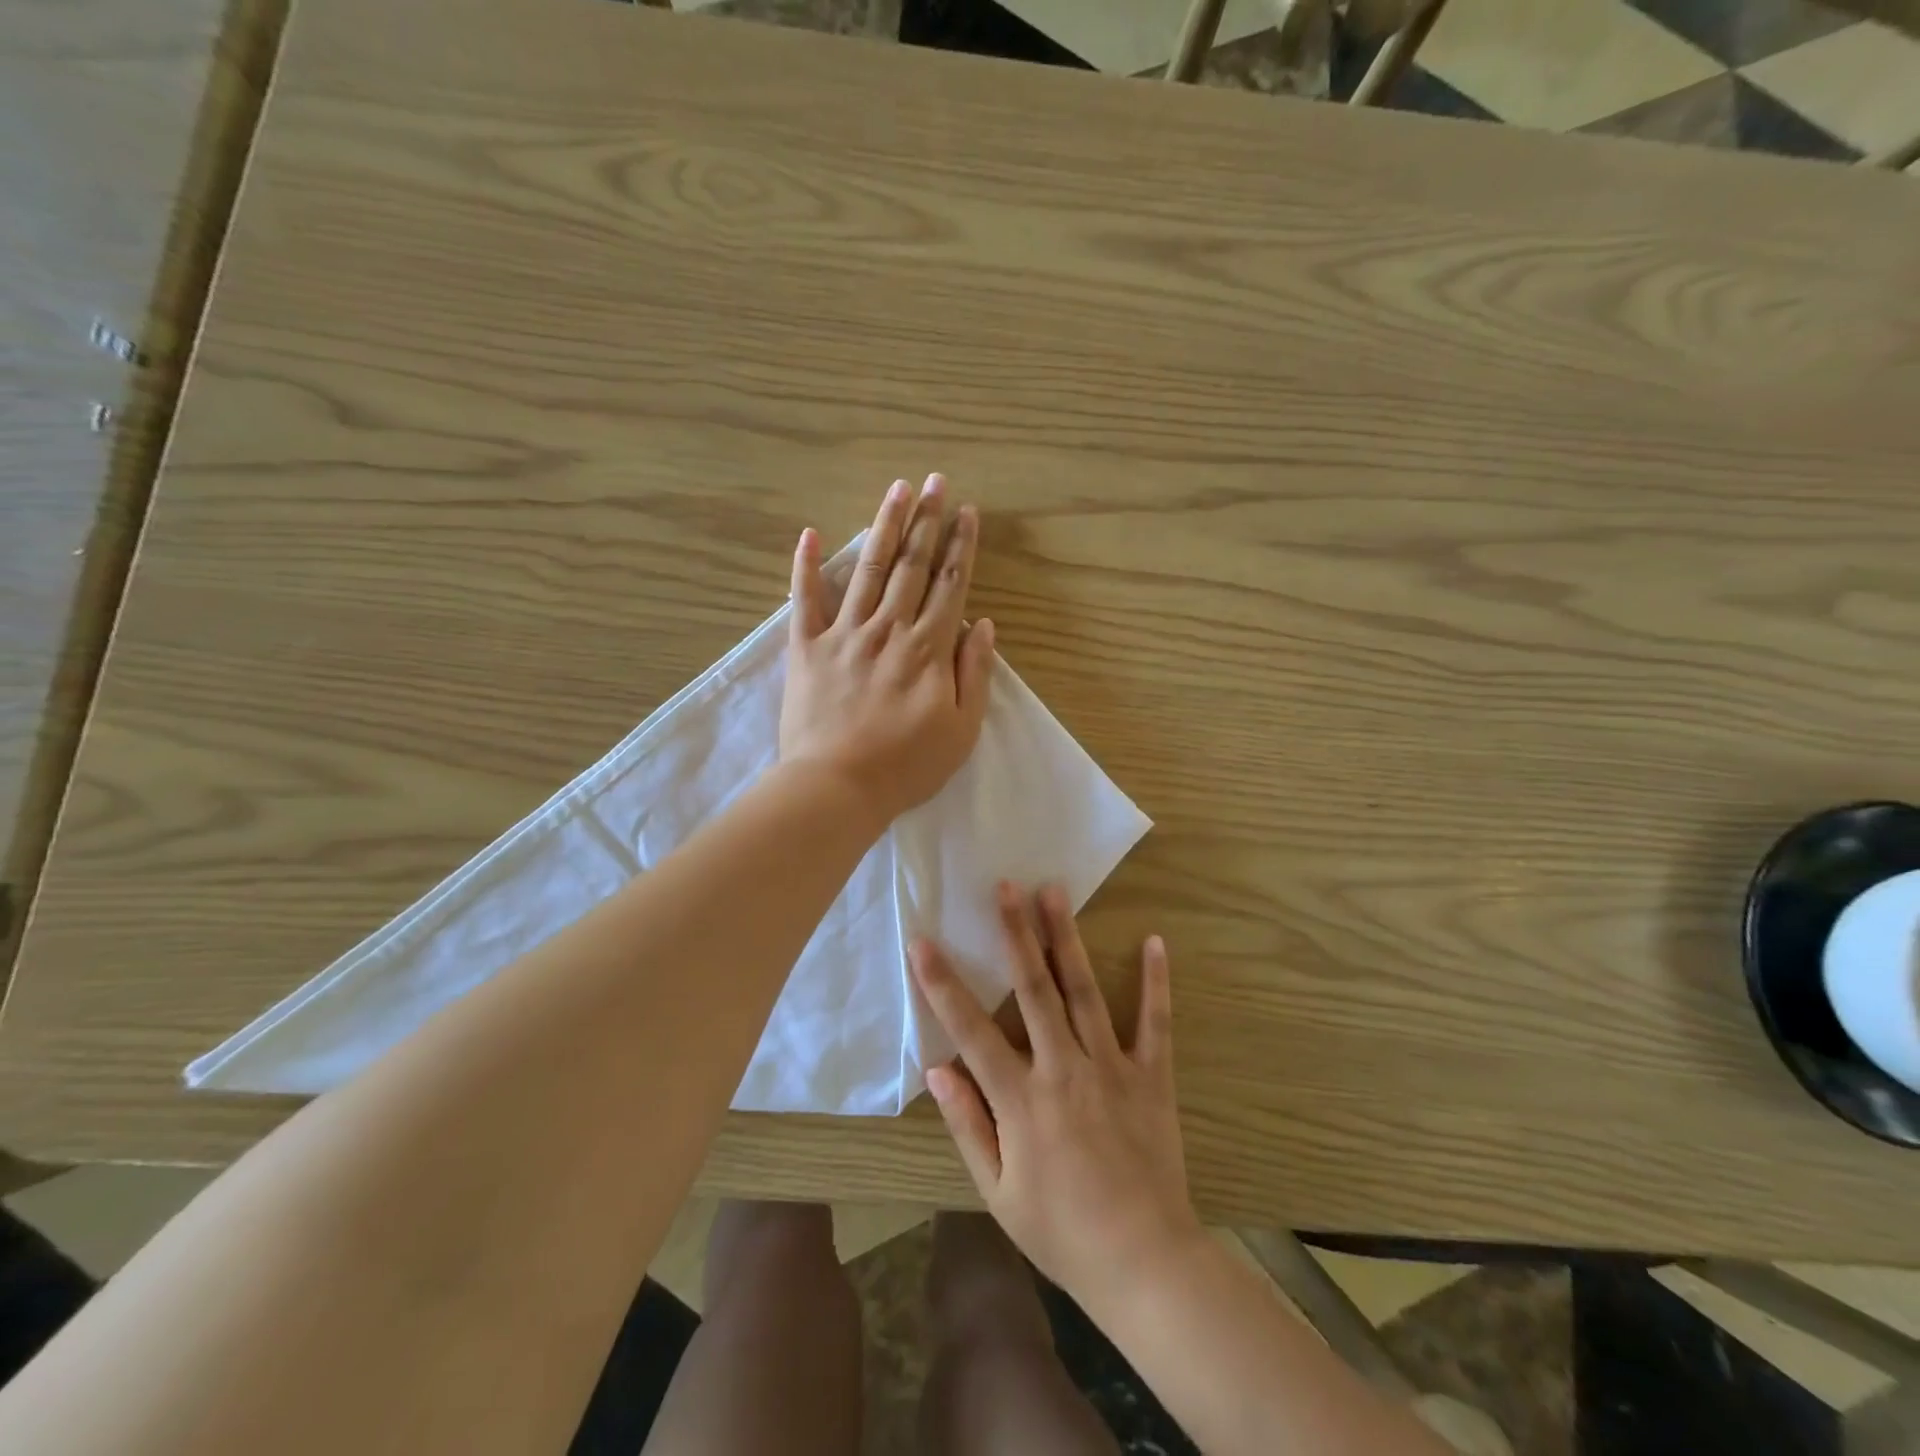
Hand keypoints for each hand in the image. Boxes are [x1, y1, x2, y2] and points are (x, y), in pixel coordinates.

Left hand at [780, 475, 994, 823]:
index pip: (950, 586)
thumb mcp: (962, 730)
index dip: (960, 547)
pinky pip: (805, 599)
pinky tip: (811, 532)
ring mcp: (844, 634)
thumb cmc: (906, 766)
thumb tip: (983, 626)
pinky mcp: (806, 648)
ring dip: (885, 526)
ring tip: (897, 489)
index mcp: (929, 649)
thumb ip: (975, 674)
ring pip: (869, 569)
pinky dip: (806, 565)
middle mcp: (888, 629)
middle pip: (912, 566)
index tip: (967, 512)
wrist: (836, 787)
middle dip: (927, 520)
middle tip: (936, 481)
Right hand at [911, 883, 1204, 1311]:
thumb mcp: (998, 1192)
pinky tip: (1154, 941)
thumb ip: (967, 1125)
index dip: (942, 983)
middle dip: (1014, 933)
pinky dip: (1155, 981)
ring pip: (1083, 990)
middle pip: (1033, 989)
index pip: (971, 1029)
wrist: (1144, 1261)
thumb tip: (936, 1067)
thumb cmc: (1061, 1230)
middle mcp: (1063, 1069)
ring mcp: (1111, 1067)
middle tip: (1004, 886)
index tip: (922, 941)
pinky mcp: (1151, 1075)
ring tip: (1054, 892)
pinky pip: (1155, 1021)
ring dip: (1066, 938)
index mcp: (1021, 1099)